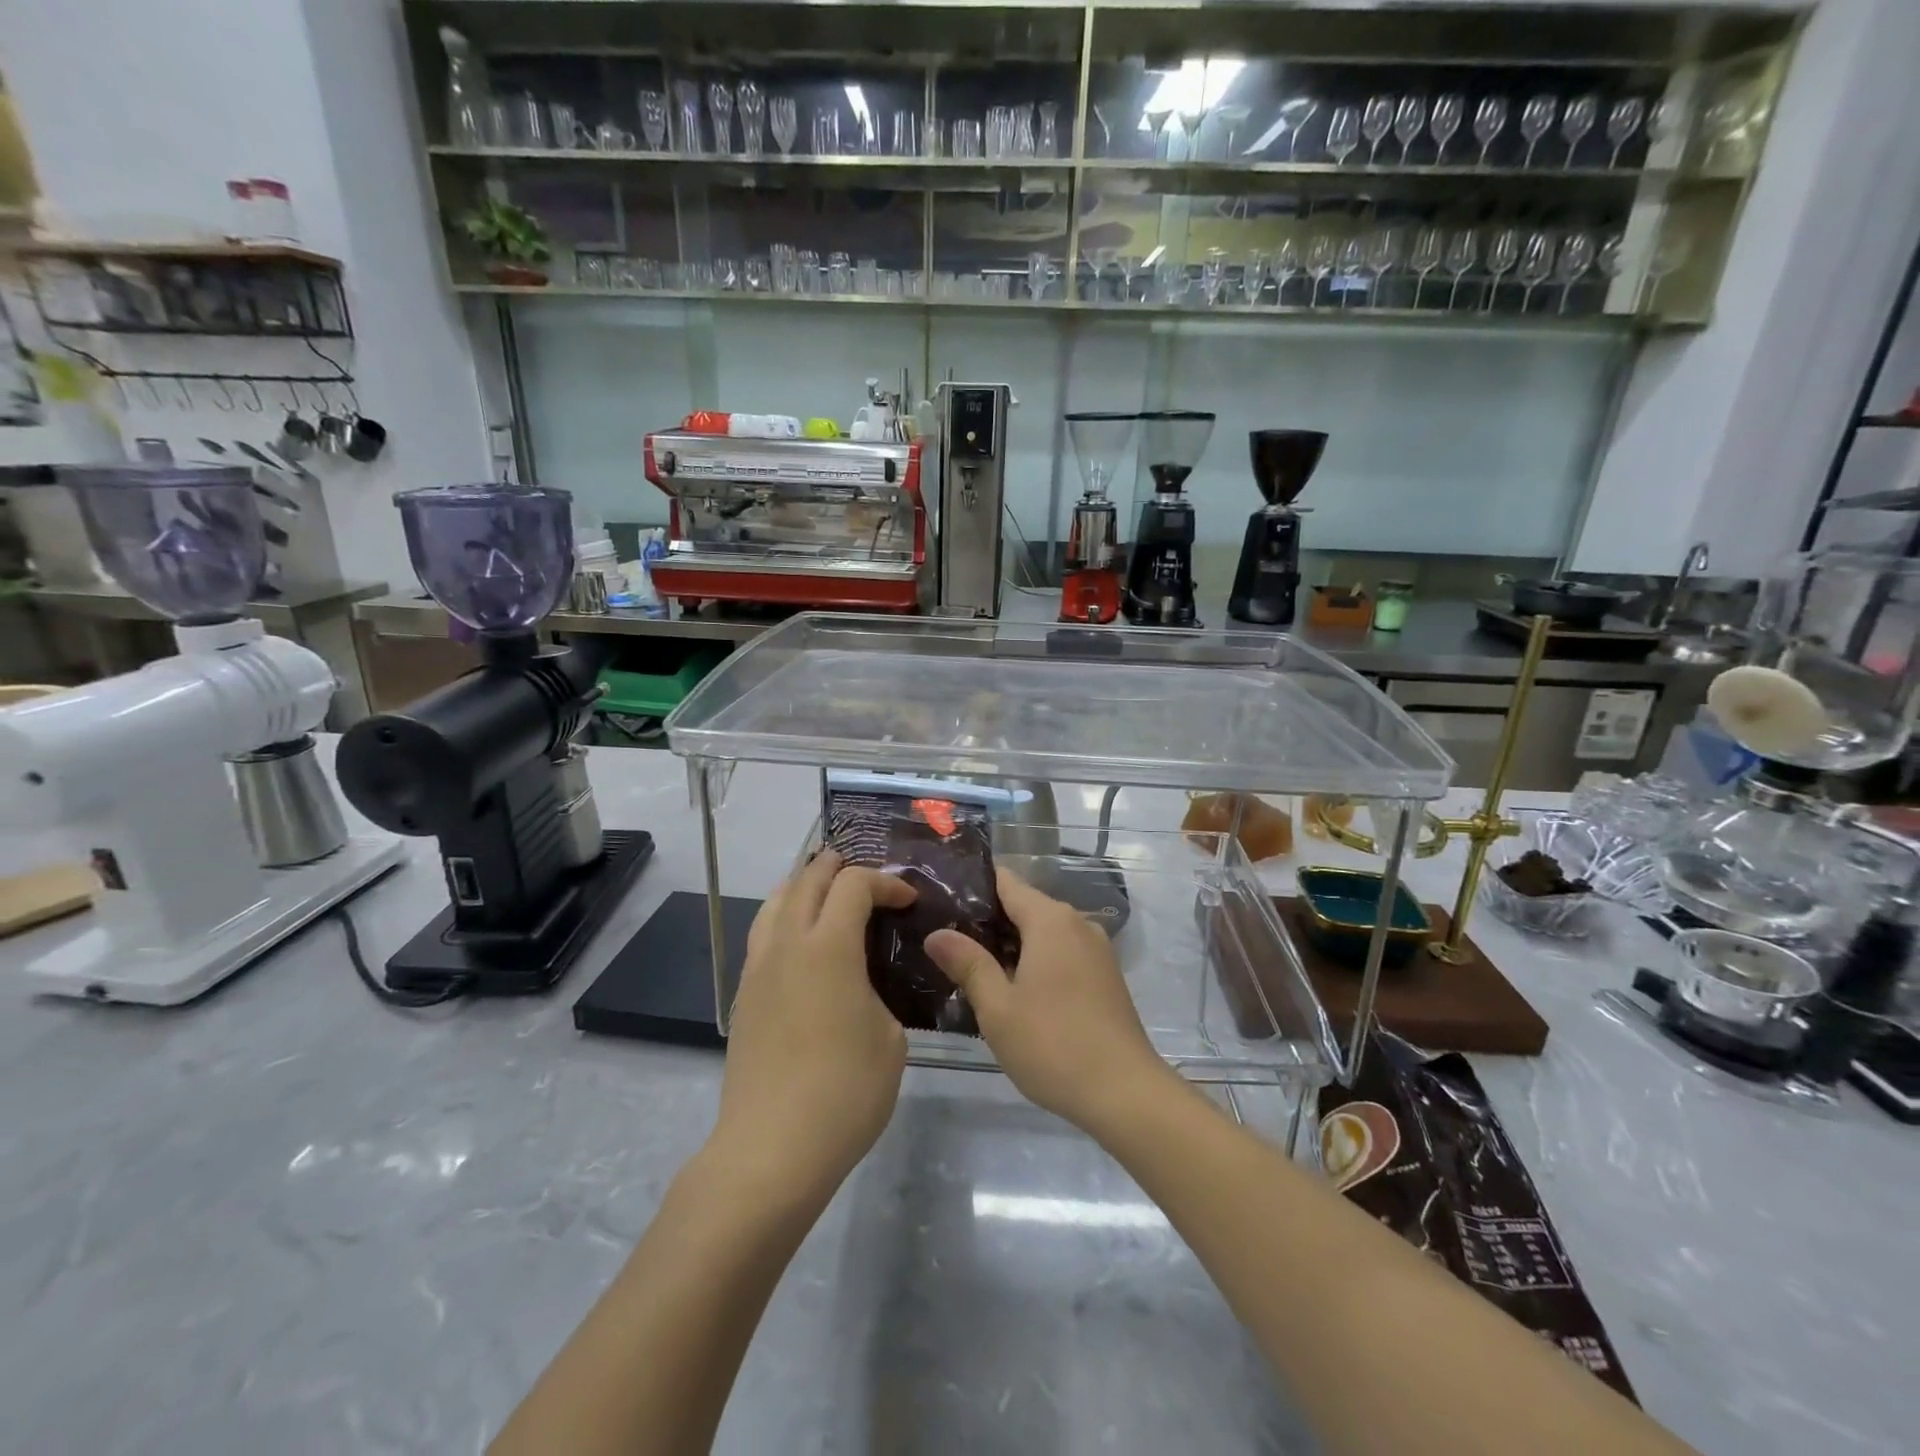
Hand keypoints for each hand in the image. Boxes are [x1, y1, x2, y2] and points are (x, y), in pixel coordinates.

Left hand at [711, 850, 916, 1195]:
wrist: (772, 1149)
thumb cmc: (845, 1091)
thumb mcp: (890, 1037)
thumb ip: (880, 992)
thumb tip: (865, 983)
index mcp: (829, 946)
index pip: (854, 885)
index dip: (885, 882)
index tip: (908, 901)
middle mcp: (788, 944)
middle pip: (807, 880)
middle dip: (839, 868)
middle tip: (868, 878)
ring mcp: (759, 968)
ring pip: (776, 902)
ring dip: (805, 886)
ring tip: (828, 894)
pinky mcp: (745, 995)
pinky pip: (764, 934)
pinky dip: (785, 917)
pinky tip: (802, 941)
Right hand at [926, 868, 1173, 1135]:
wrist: (1125, 1093)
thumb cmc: (1053, 1044)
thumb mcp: (998, 1007)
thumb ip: (968, 963)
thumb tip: (936, 933)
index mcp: (1050, 920)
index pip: (1006, 882)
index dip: (972, 886)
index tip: (940, 899)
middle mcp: (1077, 923)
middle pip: (1024, 906)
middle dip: (987, 920)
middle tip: (944, 938)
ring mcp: (1096, 950)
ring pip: (1043, 932)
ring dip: (1011, 944)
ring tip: (970, 964)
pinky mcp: (1104, 976)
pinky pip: (1062, 952)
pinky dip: (1035, 960)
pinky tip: (1012, 988)